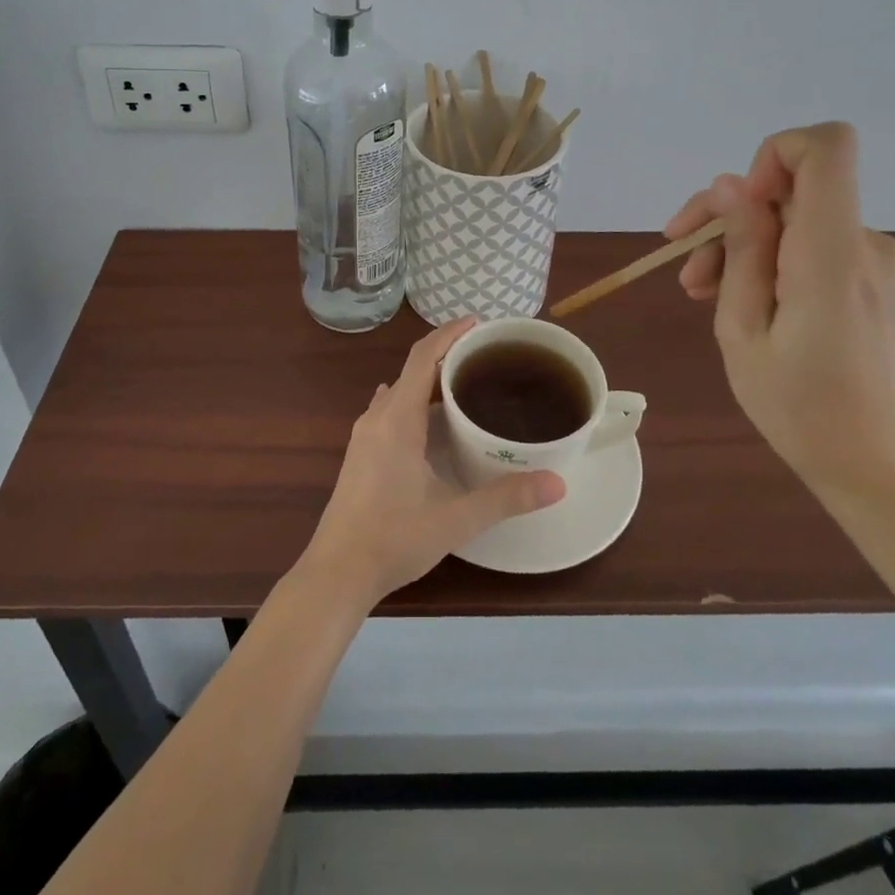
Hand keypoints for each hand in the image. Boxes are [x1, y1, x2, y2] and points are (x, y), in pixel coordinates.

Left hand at [298, 318, 566, 607]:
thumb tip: (557, 483)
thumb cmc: (393, 538)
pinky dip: (414, 401)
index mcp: (397, 419)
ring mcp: (364, 435)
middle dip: (446, 355)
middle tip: (485, 356)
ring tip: (465, 384)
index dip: (449, 334)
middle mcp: (377, 417)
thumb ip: (506, 498)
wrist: (337, 572)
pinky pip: (390, 410)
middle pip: (412, 370)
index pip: (422, 357)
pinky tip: (433, 422)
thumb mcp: (455, 519)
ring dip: (428, 380)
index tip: (478, 322)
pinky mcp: (360, 454)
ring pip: (399, 391)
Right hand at [666, 122, 894, 504]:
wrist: (881, 468)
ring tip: (704, 294)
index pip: (826, 147)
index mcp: (832, 254)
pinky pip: (814, 244)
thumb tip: (730, 184)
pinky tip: (746, 303)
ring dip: (744, 245)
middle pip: (793, 187)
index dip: (772, 153)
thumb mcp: (743, 332)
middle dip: (731, 216)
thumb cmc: (801, 410)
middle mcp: (867, 243)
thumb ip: (740, 250)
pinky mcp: (876, 278)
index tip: (737, 206)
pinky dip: (773, 261)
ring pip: (797, 219)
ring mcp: (878, 260)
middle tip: (686, 269)